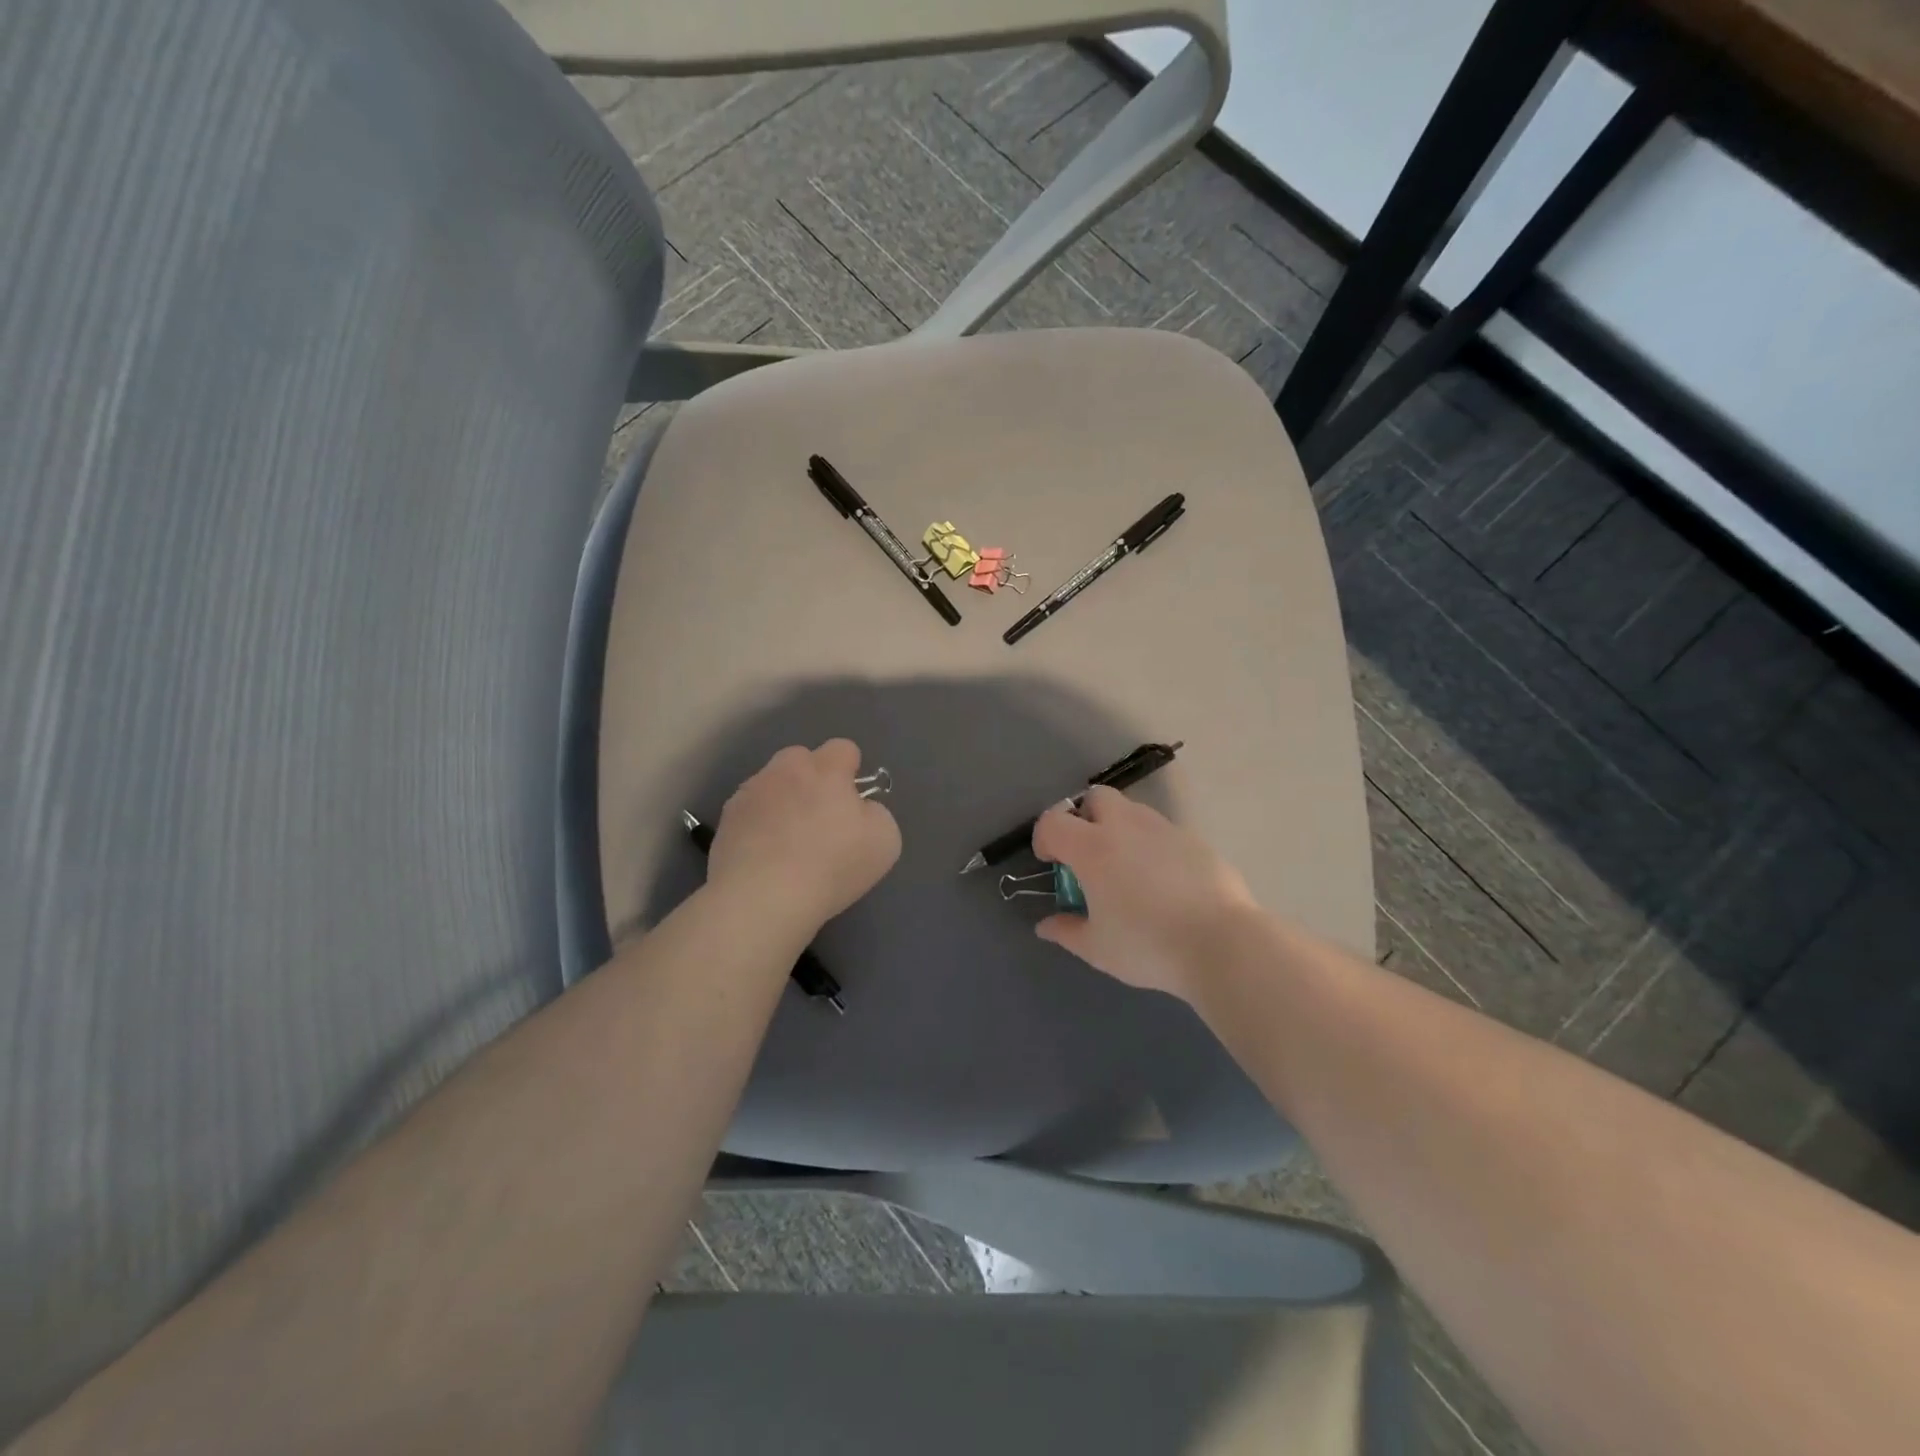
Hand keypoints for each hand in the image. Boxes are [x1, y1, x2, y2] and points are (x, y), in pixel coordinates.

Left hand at [707, 739, 900, 930]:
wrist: (763, 898)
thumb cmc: (833, 866)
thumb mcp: (884, 841)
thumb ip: (876, 814)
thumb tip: (860, 810)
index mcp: (826, 770)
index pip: (843, 749)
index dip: (851, 772)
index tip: (852, 802)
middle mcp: (785, 770)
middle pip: (801, 759)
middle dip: (812, 779)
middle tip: (820, 819)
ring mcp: (750, 793)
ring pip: (771, 784)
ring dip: (782, 801)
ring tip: (787, 843)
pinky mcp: (726, 821)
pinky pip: (749, 813)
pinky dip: (758, 826)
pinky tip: (765, 858)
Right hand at [1030, 787, 1255, 1002]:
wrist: (1222, 944)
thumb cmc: (1148, 945)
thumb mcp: (1098, 948)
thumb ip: (1067, 931)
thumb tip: (1046, 925)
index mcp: (1093, 848)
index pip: (1053, 821)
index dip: (1044, 839)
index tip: (1052, 863)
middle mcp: (1126, 826)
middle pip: (1095, 798)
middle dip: (1084, 818)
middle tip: (1089, 856)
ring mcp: (1164, 829)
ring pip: (1132, 811)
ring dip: (1119, 829)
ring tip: (1127, 870)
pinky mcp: (1195, 840)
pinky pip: (1162, 832)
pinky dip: (1152, 846)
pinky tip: (1163, 882)